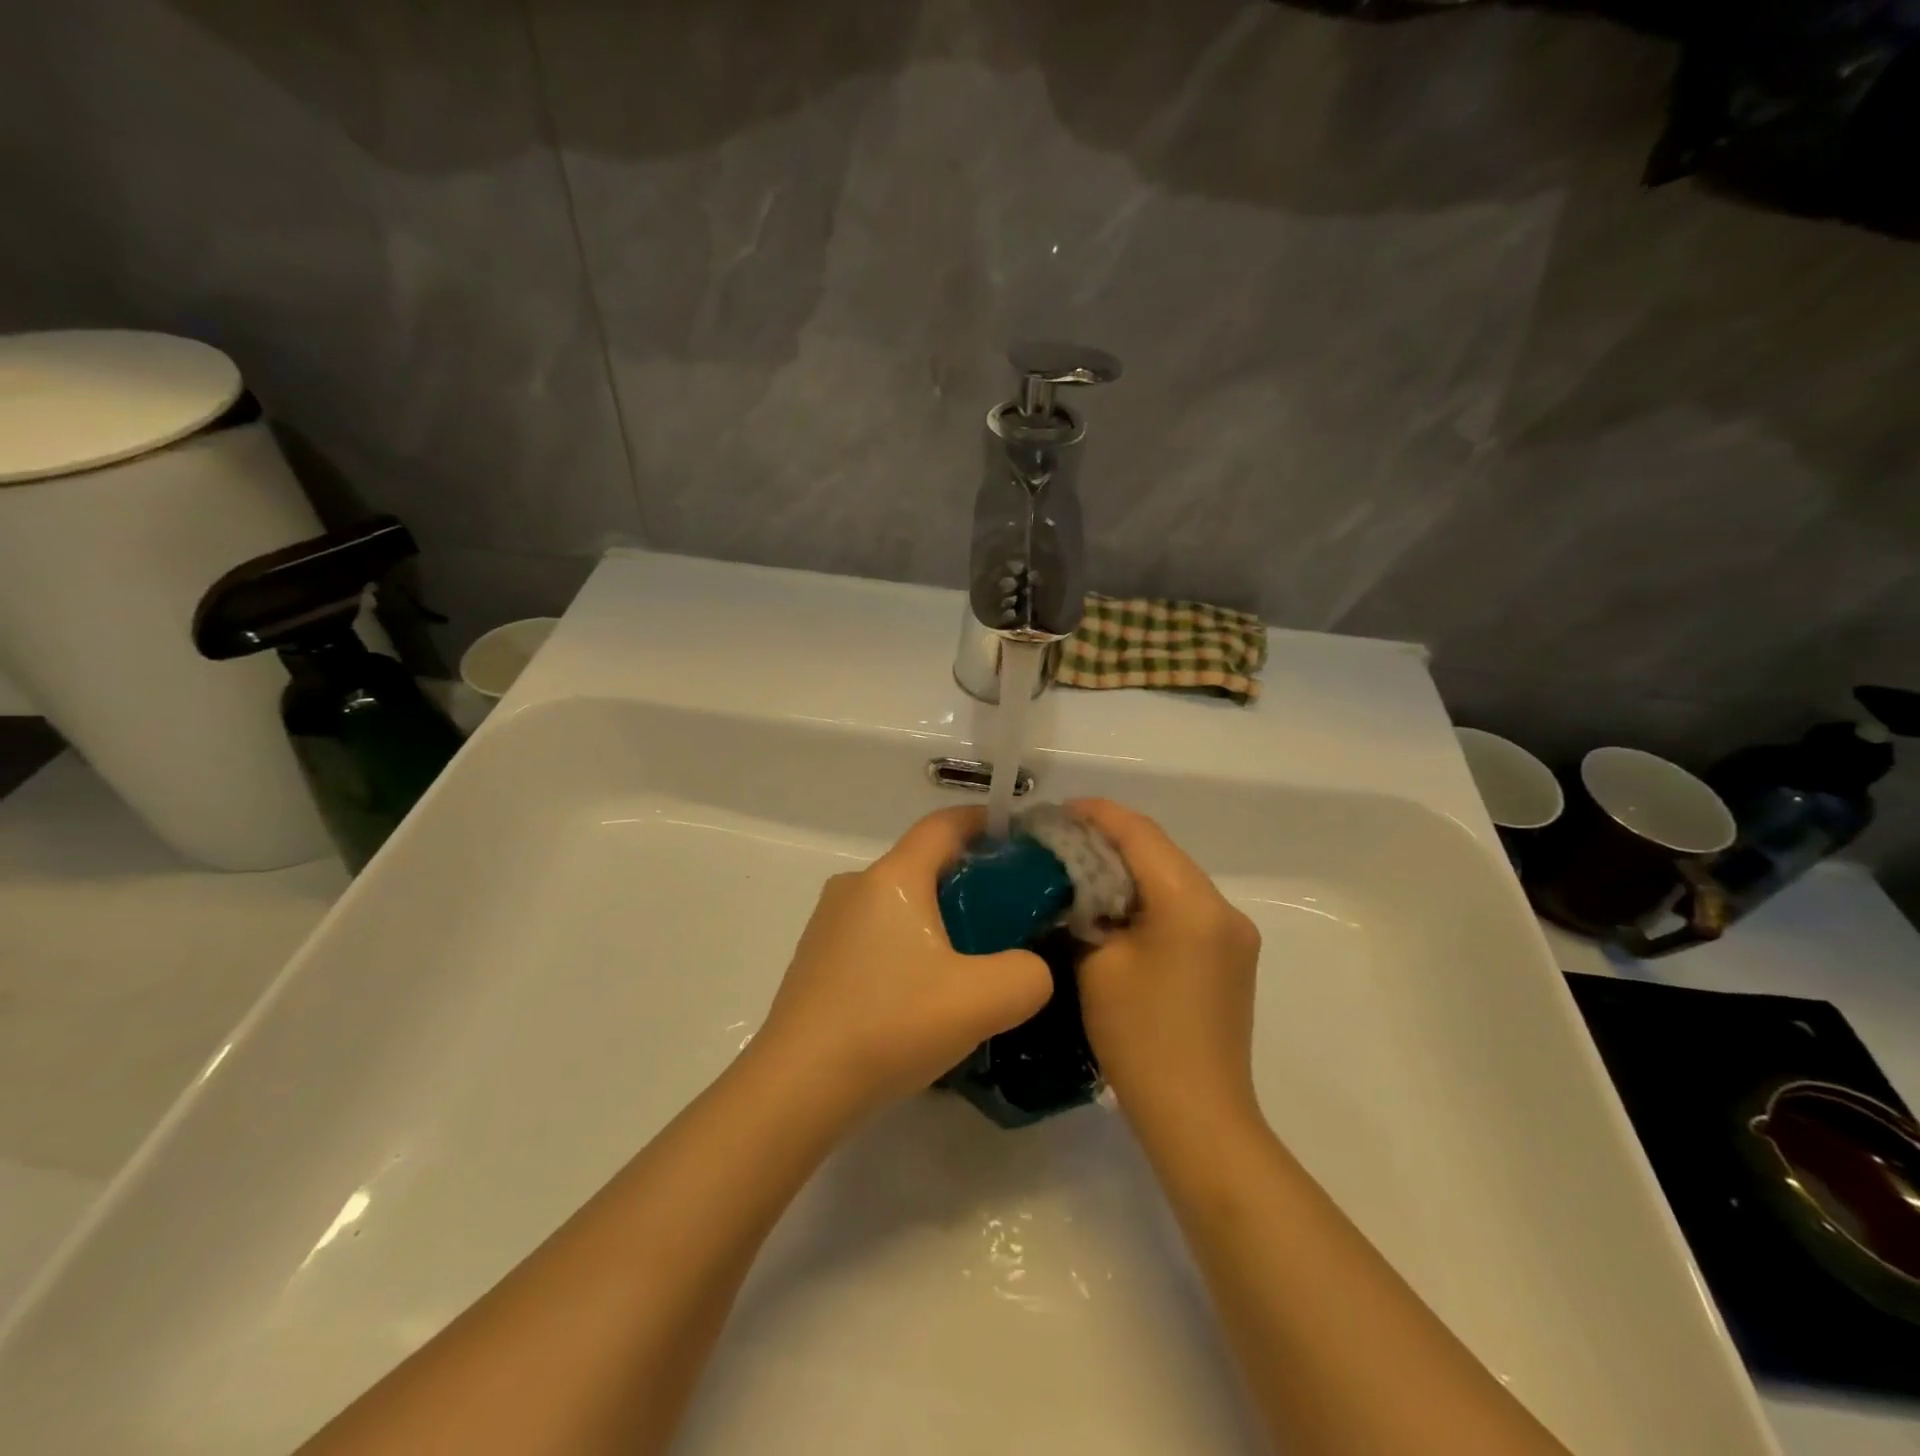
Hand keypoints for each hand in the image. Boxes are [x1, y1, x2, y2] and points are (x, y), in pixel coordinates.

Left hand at [753, 808, 1052, 1115]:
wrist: (796, 1089)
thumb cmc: (889, 1025)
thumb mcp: (982, 1000)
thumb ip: (1029, 974)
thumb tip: (1029, 968)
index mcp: (893, 877)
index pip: (945, 824)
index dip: (986, 822)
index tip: (1023, 841)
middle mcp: (856, 885)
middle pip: (924, 863)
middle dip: (971, 879)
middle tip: (1011, 916)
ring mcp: (830, 922)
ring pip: (900, 901)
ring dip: (939, 918)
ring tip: (973, 962)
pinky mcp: (818, 959)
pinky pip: (877, 933)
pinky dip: (909, 945)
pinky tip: (924, 993)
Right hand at [1068, 799, 1262, 1128]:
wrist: (1198, 1118)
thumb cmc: (1140, 1038)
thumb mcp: (1096, 964)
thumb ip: (1082, 911)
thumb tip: (1070, 889)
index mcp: (1191, 902)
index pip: (1140, 833)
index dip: (1096, 815)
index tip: (1055, 813)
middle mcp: (1223, 908)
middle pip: (1160, 850)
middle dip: (1110, 840)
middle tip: (1060, 842)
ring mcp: (1234, 934)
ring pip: (1173, 877)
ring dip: (1129, 869)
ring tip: (1081, 872)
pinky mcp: (1232, 957)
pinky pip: (1185, 907)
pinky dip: (1149, 897)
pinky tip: (1117, 911)